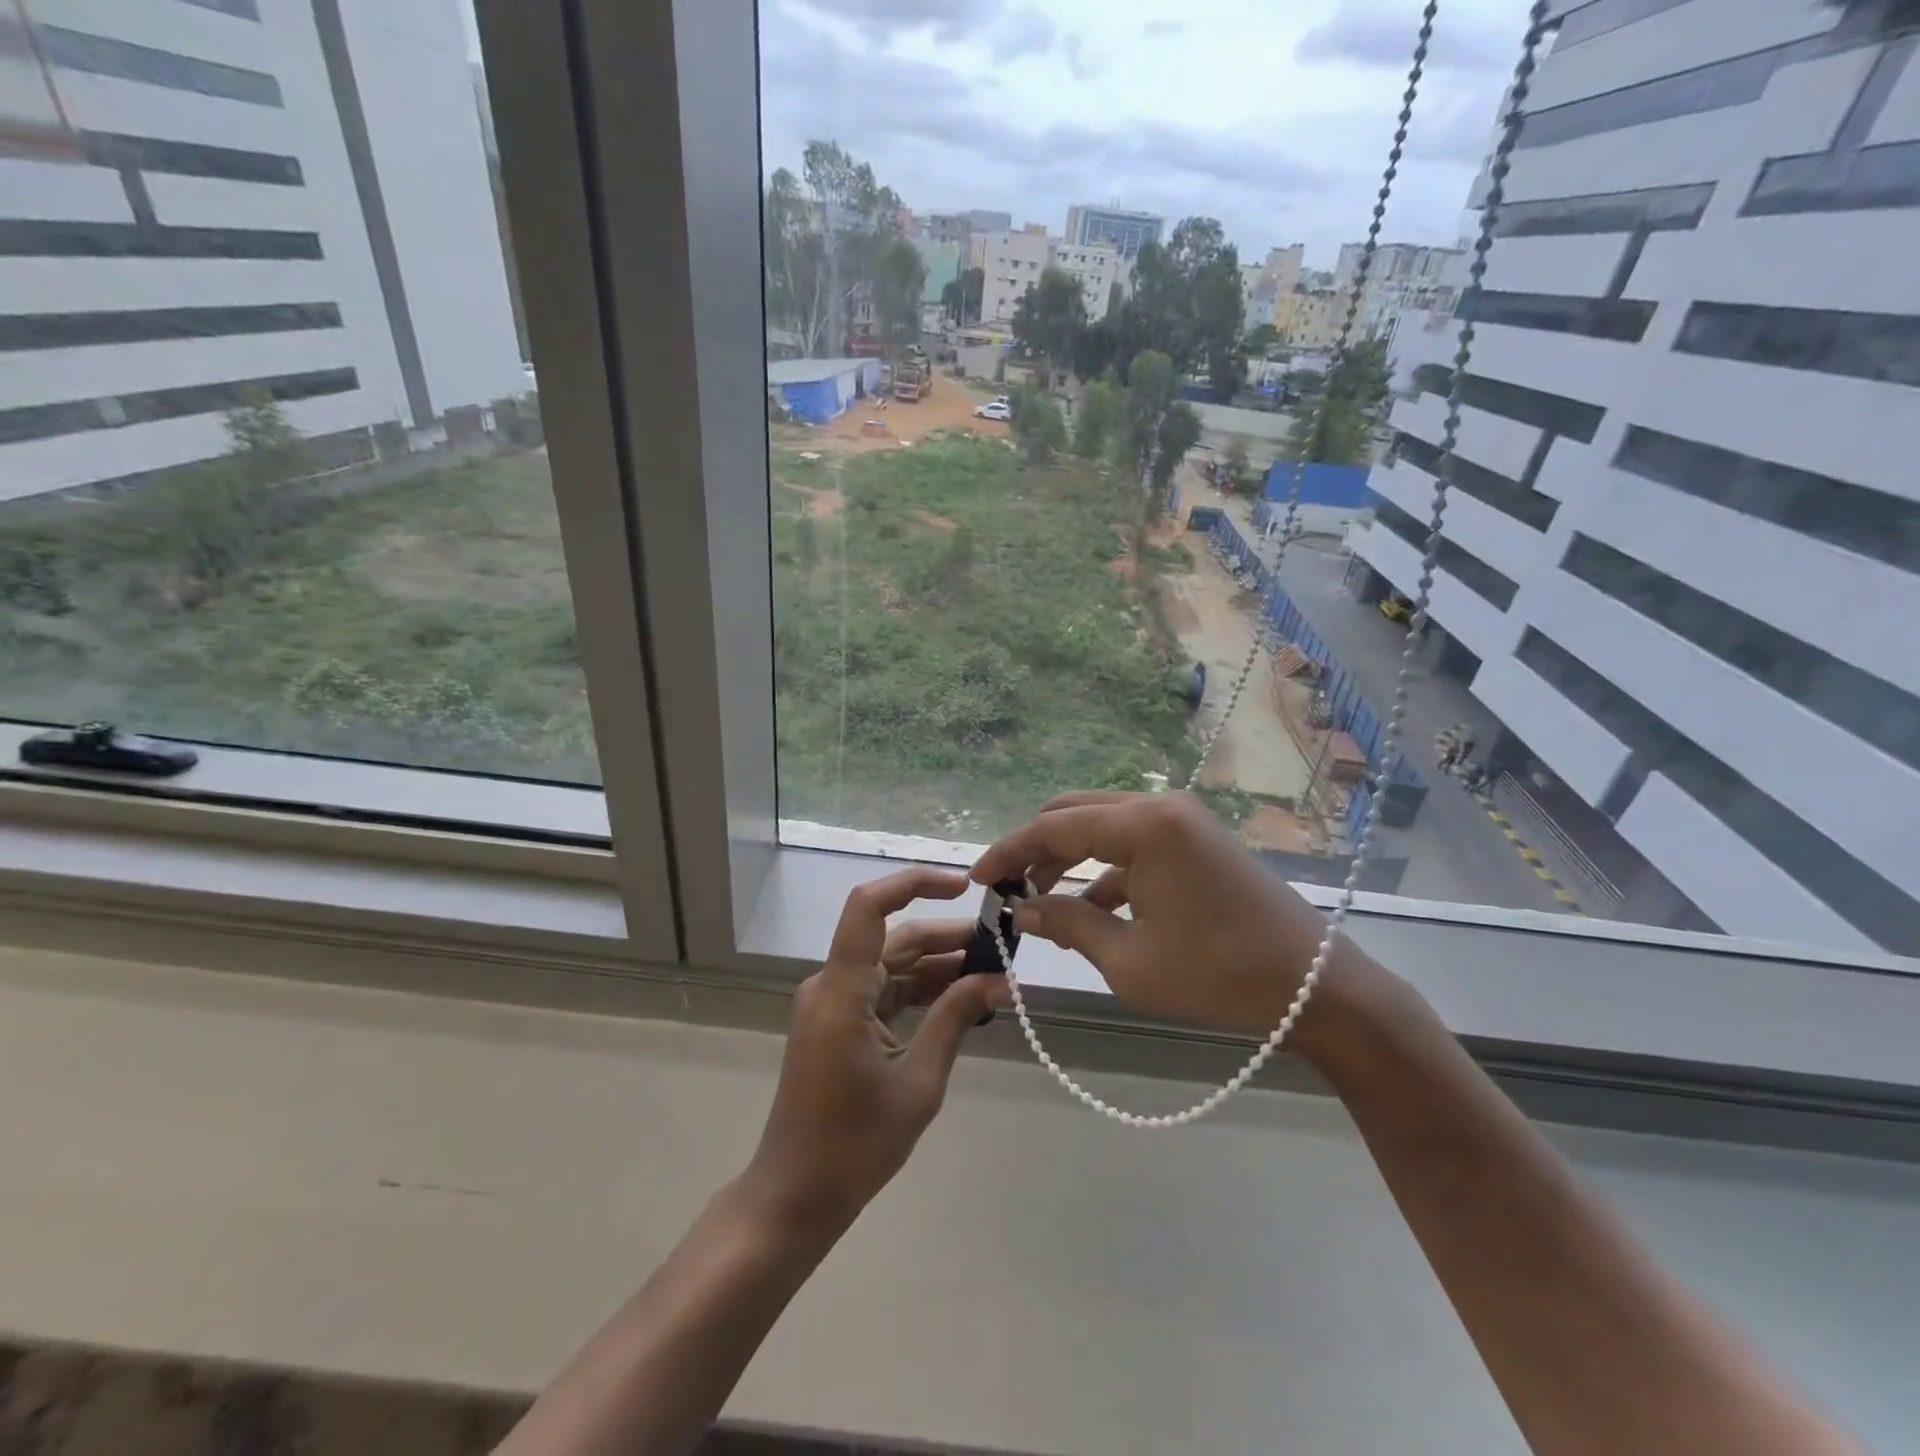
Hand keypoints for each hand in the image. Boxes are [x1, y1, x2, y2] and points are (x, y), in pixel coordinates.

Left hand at [741, 867, 1007, 1238]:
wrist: (795, 1195)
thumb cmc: (854, 1145)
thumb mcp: (918, 1083)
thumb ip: (955, 1020)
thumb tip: (998, 979)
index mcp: (842, 992)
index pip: (869, 907)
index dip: (913, 884)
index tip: (964, 887)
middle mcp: (832, 985)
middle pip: (893, 938)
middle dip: (947, 936)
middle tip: (1001, 944)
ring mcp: (832, 1003)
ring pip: (891, 963)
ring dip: (938, 964)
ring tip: (992, 972)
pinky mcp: (838, 1021)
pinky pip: (883, 990)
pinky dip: (920, 990)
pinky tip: (960, 998)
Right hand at [971, 791, 1379, 1049]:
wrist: (1316, 985)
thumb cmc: (1218, 975)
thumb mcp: (1130, 960)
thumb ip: (1068, 925)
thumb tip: (1021, 910)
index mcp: (1142, 826)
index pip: (1053, 828)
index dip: (1008, 852)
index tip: (976, 879)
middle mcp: (1159, 806)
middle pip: (1073, 813)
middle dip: (1035, 849)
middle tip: (1008, 891)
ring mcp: (1181, 819)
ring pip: (1101, 824)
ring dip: (1067, 857)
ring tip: (1040, 901)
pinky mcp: (1195, 838)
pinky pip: (1132, 842)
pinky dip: (1103, 867)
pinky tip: (1090, 908)